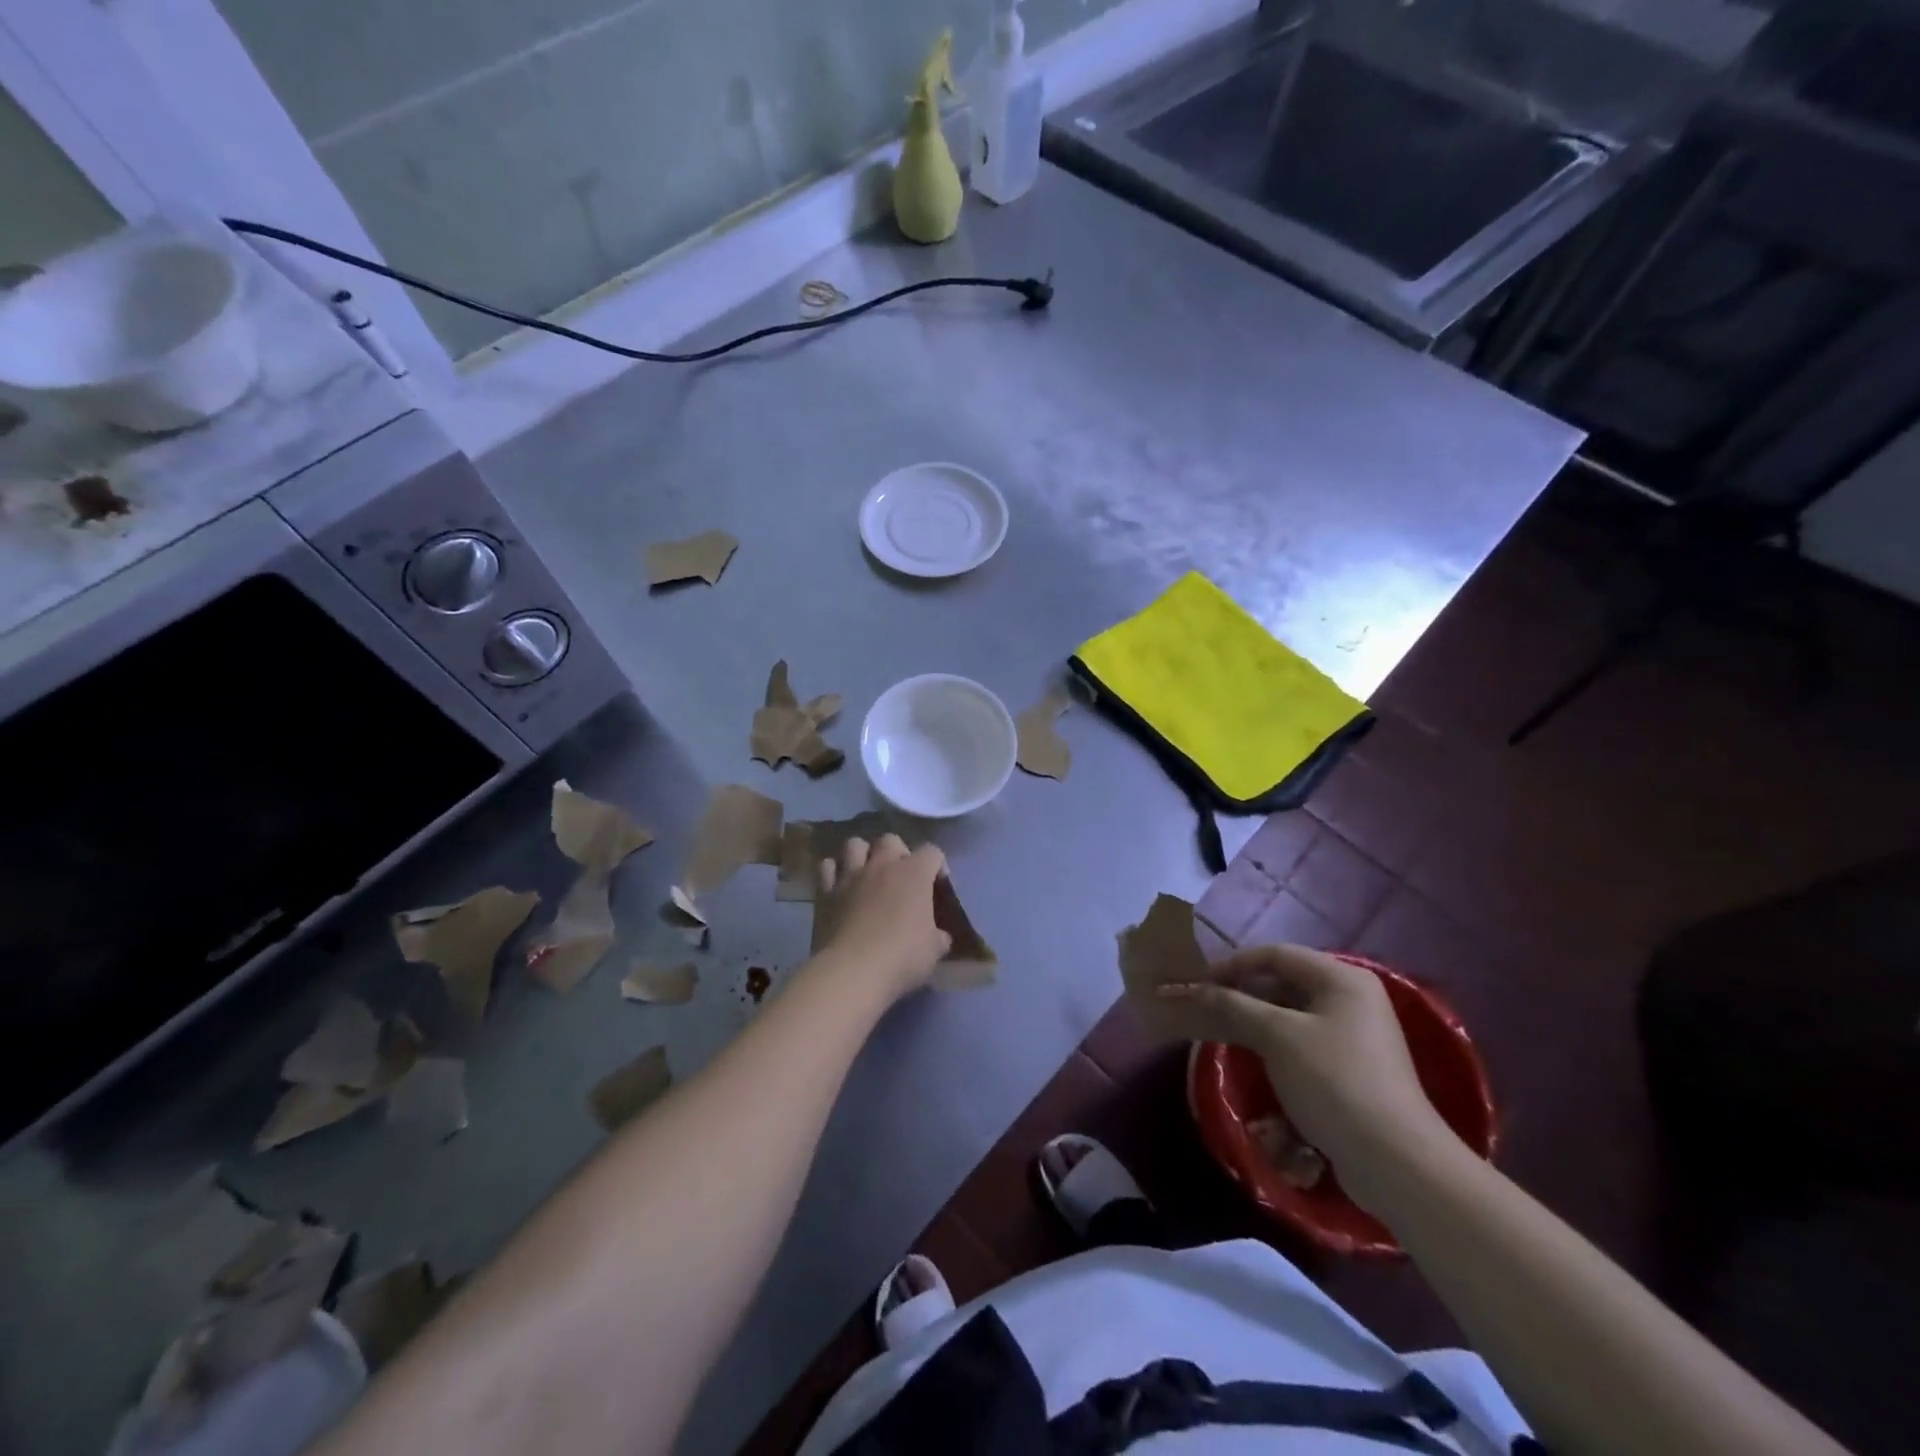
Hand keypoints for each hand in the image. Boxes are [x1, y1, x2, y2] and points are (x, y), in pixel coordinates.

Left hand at [813, 836, 950, 998]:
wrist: (853, 970)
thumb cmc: (902, 957)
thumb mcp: (933, 951)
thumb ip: (938, 937)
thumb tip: (939, 936)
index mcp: (914, 874)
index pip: (932, 852)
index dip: (937, 866)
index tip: (937, 887)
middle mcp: (882, 865)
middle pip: (891, 840)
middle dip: (898, 853)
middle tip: (901, 878)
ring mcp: (851, 876)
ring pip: (855, 844)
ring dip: (862, 854)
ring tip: (867, 874)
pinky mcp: (825, 891)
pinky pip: (827, 867)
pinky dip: (834, 872)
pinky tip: (839, 886)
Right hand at [1161, 945, 1461, 1207]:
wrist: (1395, 1161)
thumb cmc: (1333, 1081)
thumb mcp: (1277, 1036)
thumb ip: (1234, 1005)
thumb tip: (1197, 990)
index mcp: (1342, 978)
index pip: (1276, 954)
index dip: (1233, 964)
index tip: (1199, 983)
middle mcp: (1352, 998)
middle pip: (1285, 982)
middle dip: (1242, 993)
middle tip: (1206, 1007)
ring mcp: (1355, 1034)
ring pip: (1291, 1013)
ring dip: (1254, 1020)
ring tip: (1220, 1030)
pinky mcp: (1352, 1067)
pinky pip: (1303, 1040)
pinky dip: (1274, 1043)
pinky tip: (1252, 1056)